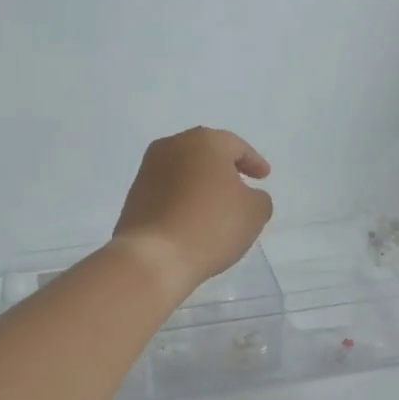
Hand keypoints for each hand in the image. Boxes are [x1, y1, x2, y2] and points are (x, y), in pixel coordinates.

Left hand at [111, 127, 273, 300]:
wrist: (153, 257)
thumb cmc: (210, 227)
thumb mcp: (254, 213)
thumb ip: (259, 198)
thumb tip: (247, 196)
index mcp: (204, 141)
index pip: (236, 147)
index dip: (254, 162)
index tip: (264, 177)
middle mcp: (172, 146)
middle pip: (206, 153)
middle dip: (224, 169)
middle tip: (241, 186)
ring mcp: (148, 170)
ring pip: (184, 170)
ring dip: (201, 184)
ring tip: (215, 206)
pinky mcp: (134, 194)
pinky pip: (167, 190)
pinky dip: (183, 198)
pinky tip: (192, 218)